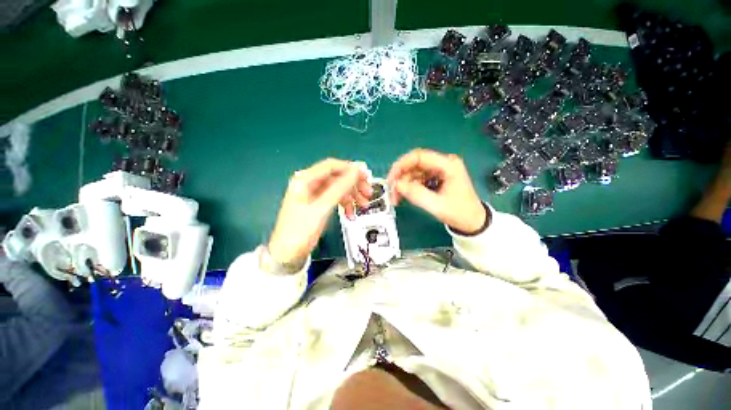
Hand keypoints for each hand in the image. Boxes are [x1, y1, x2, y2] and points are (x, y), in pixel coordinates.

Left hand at [268, 159, 371, 267]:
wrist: (288, 253)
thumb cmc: (300, 230)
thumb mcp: (321, 208)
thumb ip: (339, 188)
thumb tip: (355, 171)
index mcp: (305, 180)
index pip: (331, 166)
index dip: (349, 169)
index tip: (365, 176)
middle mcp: (309, 184)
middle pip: (337, 177)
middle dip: (353, 184)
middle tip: (367, 192)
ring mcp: (315, 194)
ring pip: (338, 188)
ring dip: (352, 196)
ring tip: (362, 205)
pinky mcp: (319, 204)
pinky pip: (336, 198)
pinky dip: (345, 204)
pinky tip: (350, 214)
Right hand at [387, 149, 487, 233]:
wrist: (473, 222)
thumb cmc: (460, 213)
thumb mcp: (437, 205)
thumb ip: (416, 194)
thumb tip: (397, 185)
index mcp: (448, 165)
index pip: (419, 156)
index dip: (401, 165)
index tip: (391, 179)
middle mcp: (443, 164)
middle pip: (414, 164)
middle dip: (401, 178)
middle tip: (392, 192)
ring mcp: (439, 170)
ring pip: (414, 172)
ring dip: (403, 184)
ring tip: (396, 199)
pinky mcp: (436, 178)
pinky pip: (417, 179)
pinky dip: (409, 187)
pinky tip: (404, 196)